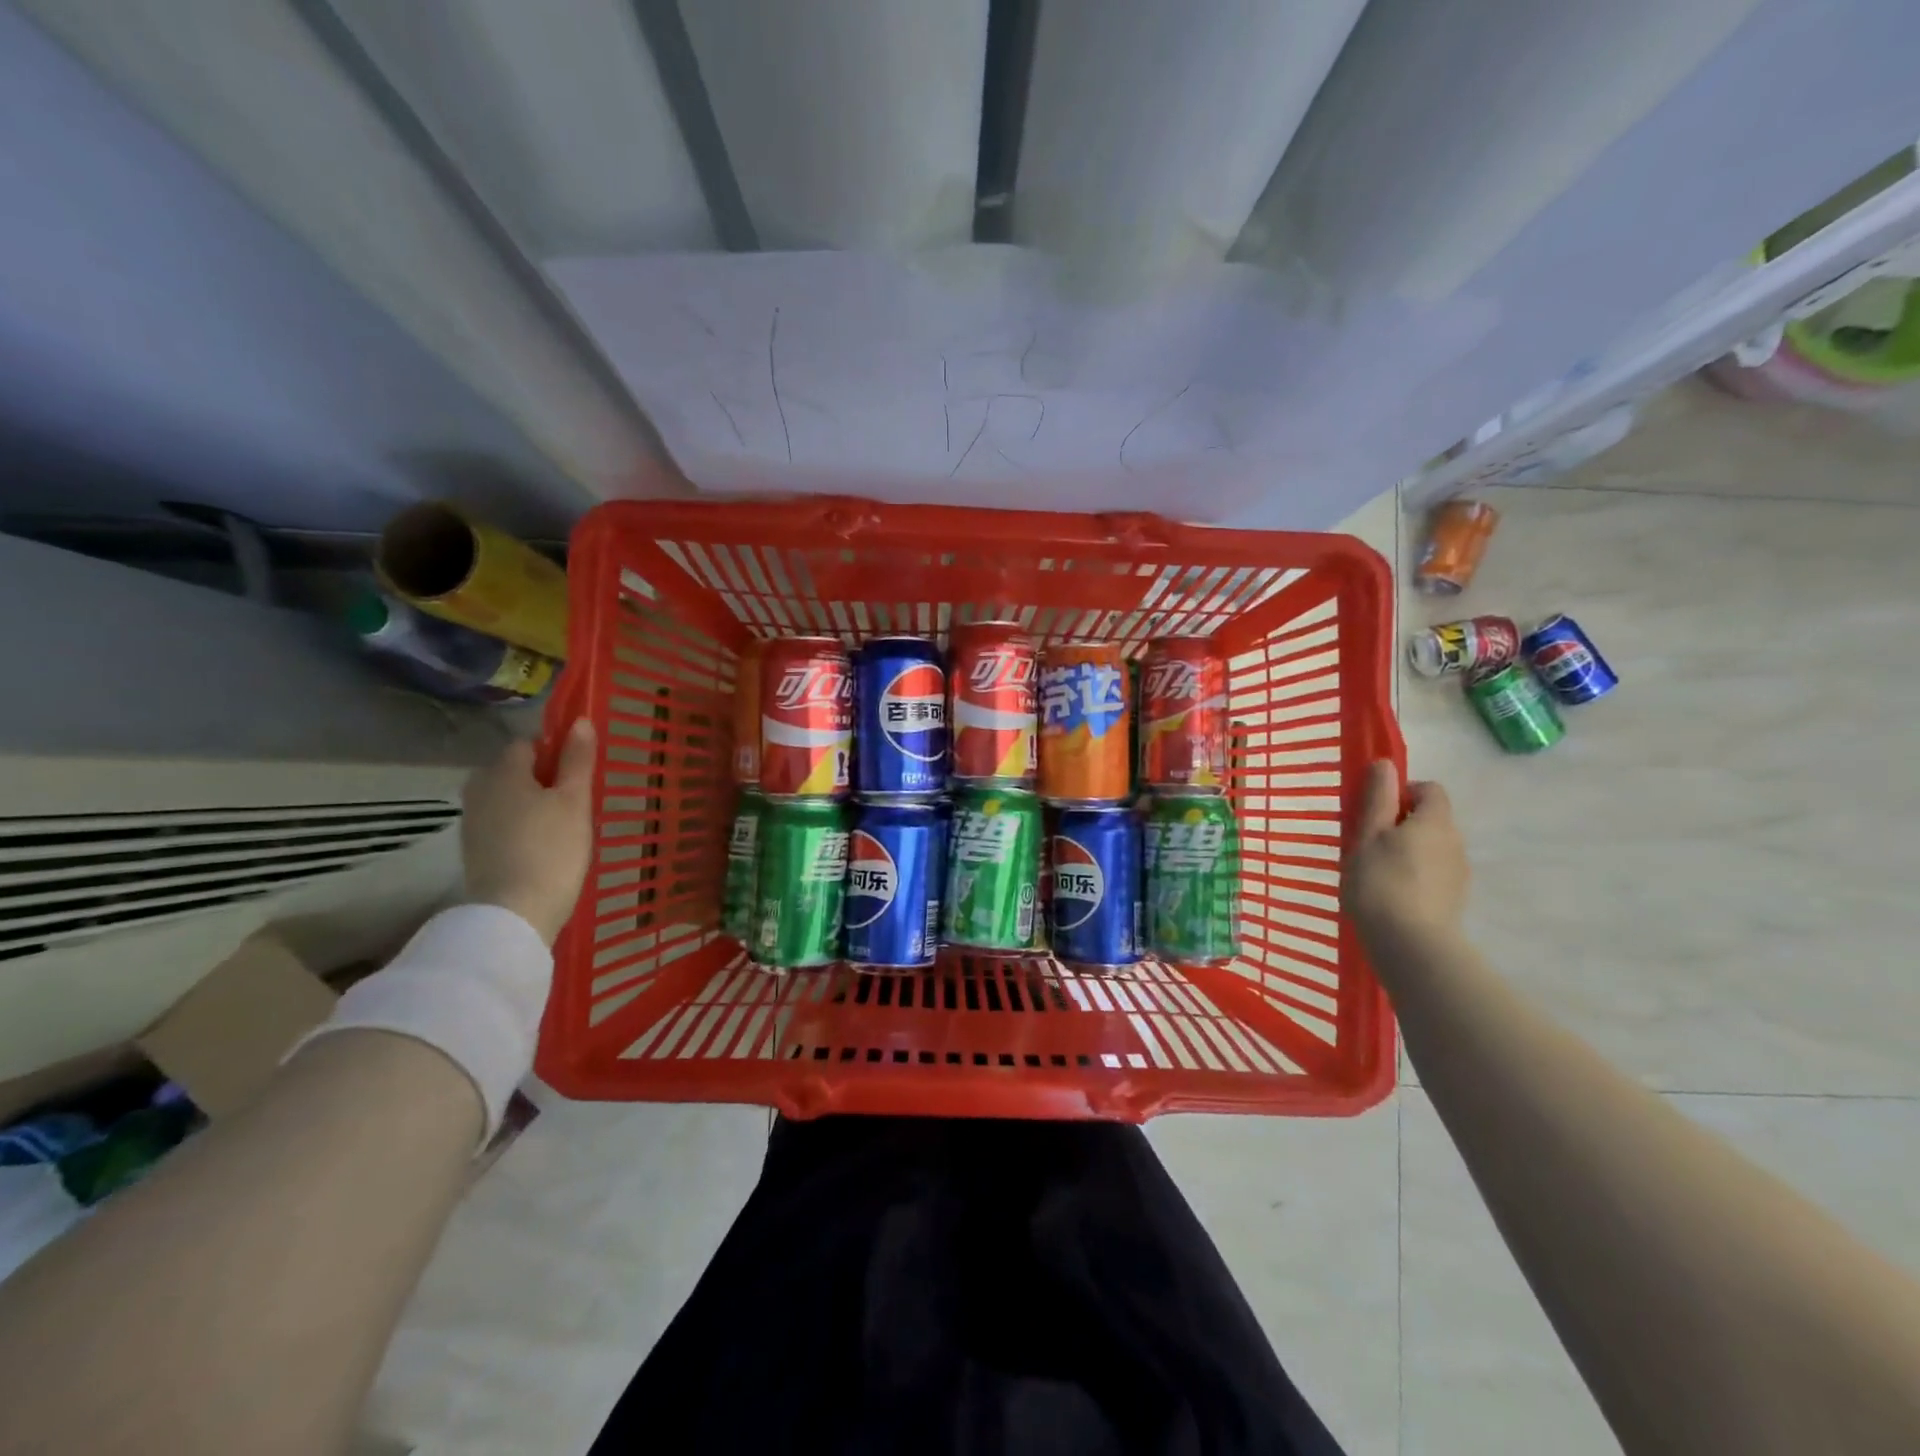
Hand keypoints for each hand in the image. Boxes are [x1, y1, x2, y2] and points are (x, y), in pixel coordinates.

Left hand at [460, 720, 595, 945]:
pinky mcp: (474, 850)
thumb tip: (579, 721)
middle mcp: (479, 790)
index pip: (528, 744)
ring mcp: (473, 822)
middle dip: (542, 779)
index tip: (579, 773)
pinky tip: (543, 847)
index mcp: (502, 771)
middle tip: (575, 801)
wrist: (515, 913)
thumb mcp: (574, 800)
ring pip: (508, 799)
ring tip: (564, 826)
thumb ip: (577, 760)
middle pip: (514, 772)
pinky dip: (521, 828)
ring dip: (532, 805)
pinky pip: (502, 824)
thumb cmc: (552, 848)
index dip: (555, 752)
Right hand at [1343, 760, 1469, 946]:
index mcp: (1435, 821)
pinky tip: (1390, 894)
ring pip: (1431, 847)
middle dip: (1401, 823)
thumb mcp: (1368, 834)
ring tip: (1375, 871)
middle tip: (1366, 842)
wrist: (1410, 945)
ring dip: (1407, 850)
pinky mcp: (1454, 899)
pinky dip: (1414, 875)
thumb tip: (1385, 763)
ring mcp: (1458, 873)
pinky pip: (1433, 873)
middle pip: (1430, 819)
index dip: (1401, 792)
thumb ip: (1377, 798)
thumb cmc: (1380, 882)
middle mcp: (1455, 841)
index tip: (1373, 811)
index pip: (1428, 789)